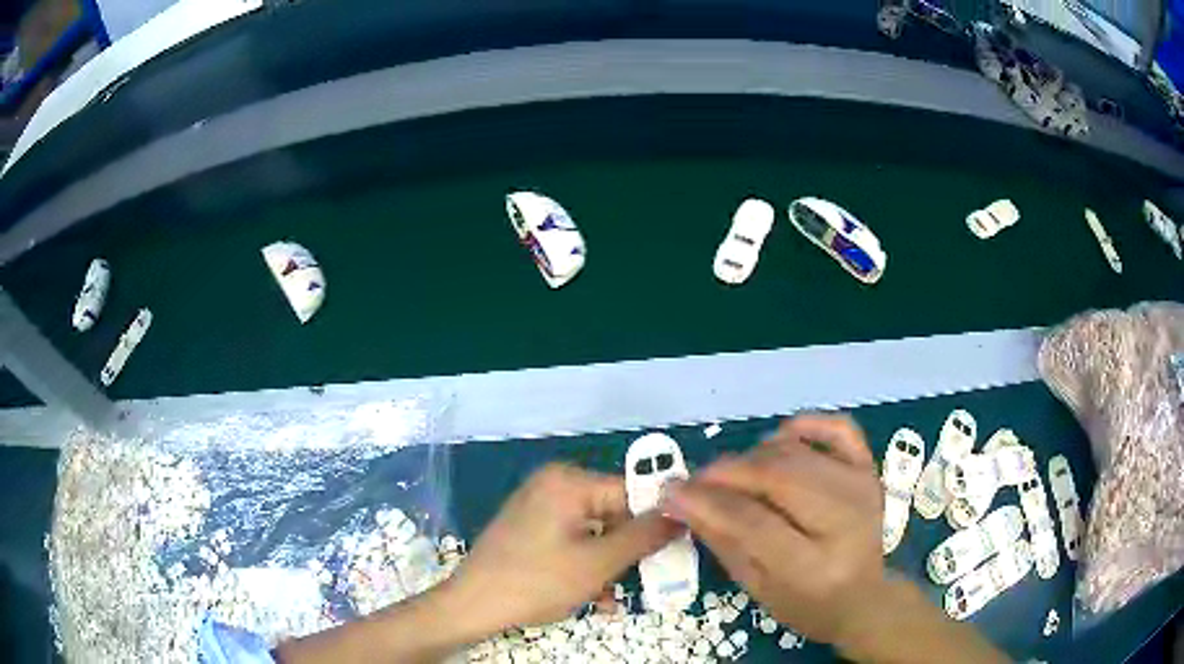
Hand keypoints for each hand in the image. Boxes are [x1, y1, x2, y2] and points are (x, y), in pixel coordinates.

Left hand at [446, 463, 682, 632]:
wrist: (470, 605)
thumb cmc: (535, 582)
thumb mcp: (598, 564)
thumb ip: (644, 536)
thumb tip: (681, 515)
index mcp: (569, 481)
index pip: (632, 491)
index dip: (657, 520)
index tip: (676, 548)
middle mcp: (554, 483)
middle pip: (614, 512)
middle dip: (628, 551)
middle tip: (644, 580)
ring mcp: (539, 504)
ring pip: (594, 531)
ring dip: (608, 564)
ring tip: (610, 599)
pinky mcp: (530, 525)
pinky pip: (572, 538)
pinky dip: (585, 563)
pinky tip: (590, 595)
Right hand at [663, 415, 885, 646]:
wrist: (865, 597)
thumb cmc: (807, 605)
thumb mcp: (757, 589)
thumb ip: (723, 542)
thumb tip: (683, 500)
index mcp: (815, 567)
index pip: (755, 523)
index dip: (708, 503)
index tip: (672, 492)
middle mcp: (845, 520)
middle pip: (777, 476)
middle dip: (727, 472)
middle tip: (697, 480)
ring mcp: (862, 488)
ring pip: (797, 450)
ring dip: (753, 455)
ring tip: (734, 476)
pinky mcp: (870, 469)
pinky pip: (837, 428)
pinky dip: (804, 425)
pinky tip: (779, 441)